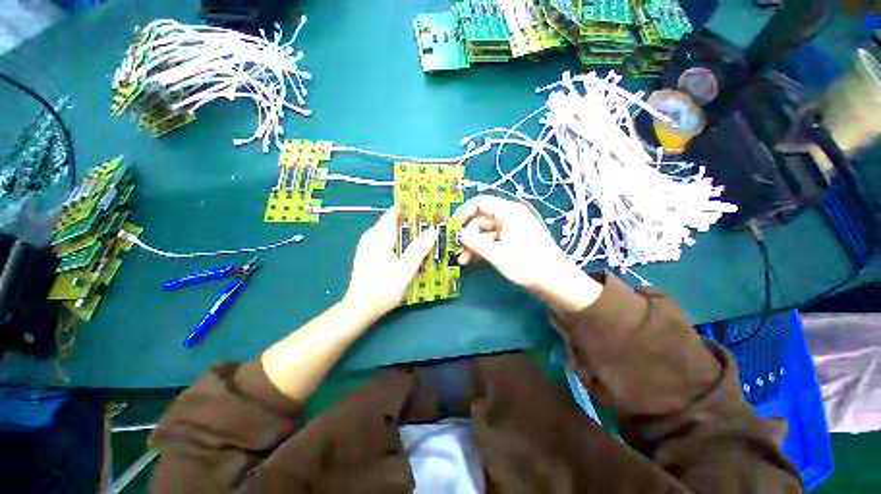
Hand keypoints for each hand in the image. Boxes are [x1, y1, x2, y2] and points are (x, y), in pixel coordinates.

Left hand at [344, 206, 436, 319]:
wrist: (359, 310)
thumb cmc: (382, 289)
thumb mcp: (405, 269)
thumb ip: (419, 249)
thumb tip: (433, 231)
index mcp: (378, 235)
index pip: (396, 212)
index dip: (413, 209)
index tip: (431, 211)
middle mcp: (372, 236)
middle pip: (396, 222)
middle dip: (416, 223)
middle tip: (435, 227)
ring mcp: (371, 246)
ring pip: (394, 233)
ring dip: (411, 235)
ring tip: (429, 238)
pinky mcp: (372, 255)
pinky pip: (391, 243)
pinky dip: (404, 244)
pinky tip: (416, 252)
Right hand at [453, 195, 601, 312]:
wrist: (555, 282)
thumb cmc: (526, 264)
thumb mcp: (496, 253)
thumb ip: (474, 242)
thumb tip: (459, 234)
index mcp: (508, 212)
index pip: (480, 202)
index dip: (464, 212)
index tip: (452, 227)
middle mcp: (510, 217)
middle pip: (481, 220)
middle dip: (468, 235)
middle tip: (457, 251)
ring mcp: (513, 230)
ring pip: (486, 233)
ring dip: (474, 245)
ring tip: (464, 261)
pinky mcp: (514, 241)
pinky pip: (494, 241)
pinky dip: (484, 249)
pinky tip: (475, 261)